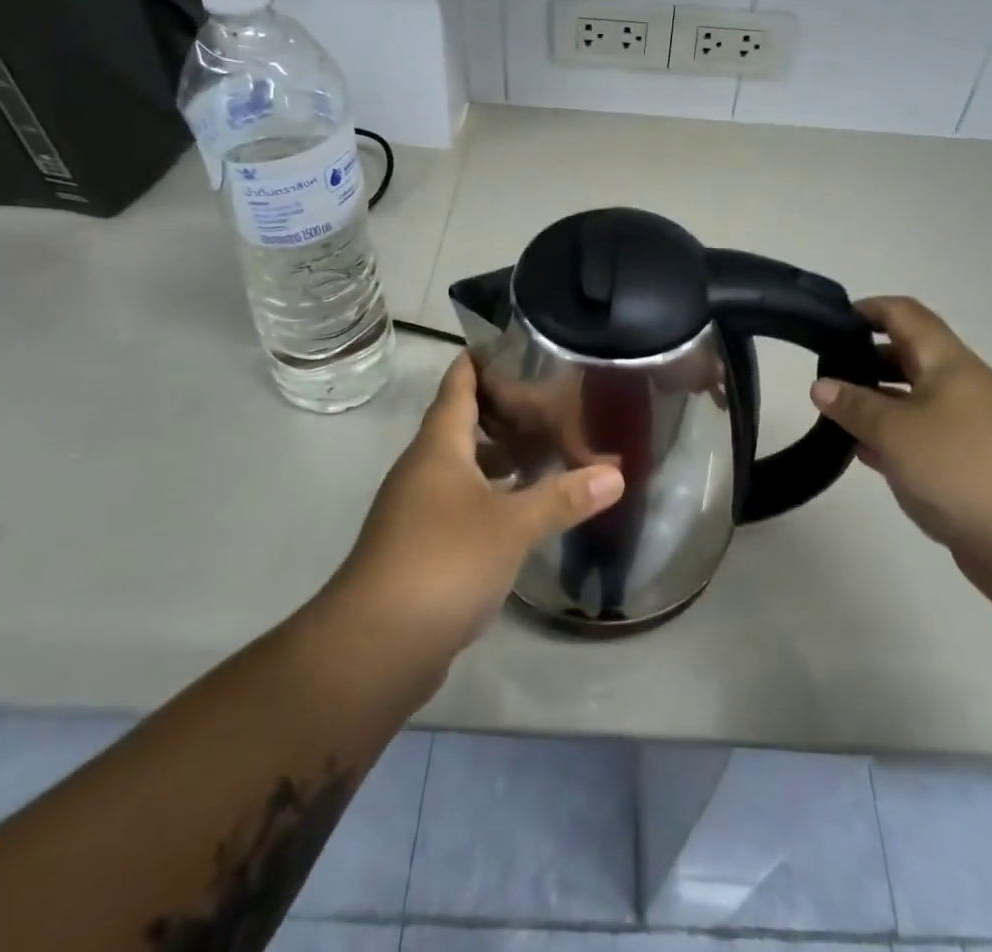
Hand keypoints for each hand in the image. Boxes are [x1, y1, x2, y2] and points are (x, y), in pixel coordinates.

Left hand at [333, 352, 624, 671]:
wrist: (374, 647)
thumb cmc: (442, 563)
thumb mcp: (511, 526)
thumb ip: (563, 497)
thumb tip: (616, 474)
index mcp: (438, 447)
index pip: (458, 385)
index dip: (481, 360)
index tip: (516, 343)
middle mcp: (424, 470)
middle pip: (462, 424)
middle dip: (503, 411)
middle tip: (552, 400)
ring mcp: (418, 511)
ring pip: (463, 467)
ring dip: (499, 457)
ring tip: (547, 450)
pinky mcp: (422, 547)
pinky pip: (462, 504)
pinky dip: (493, 496)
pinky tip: (524, 509)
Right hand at [809, 297, 991, 564]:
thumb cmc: (956, 467)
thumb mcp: (892, 431)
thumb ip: (853, 405)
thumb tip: (821, 386)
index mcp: (951, 363)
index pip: (907, 315)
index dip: (870, 309)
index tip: (832, 322)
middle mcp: (965, 385)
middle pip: (911, 354)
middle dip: (867, 357)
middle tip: (826, 371)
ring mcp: (973, 425)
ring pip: (916, 396)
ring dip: (878, 399)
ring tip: (836, 410)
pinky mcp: (972, 461)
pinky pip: (925, 432)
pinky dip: (894, 433)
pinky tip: (863, 449)